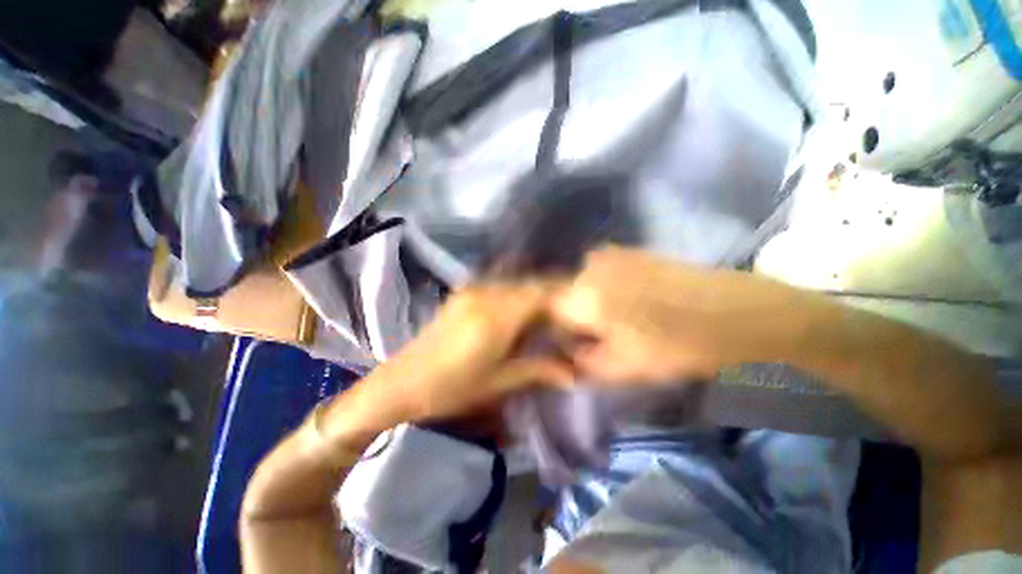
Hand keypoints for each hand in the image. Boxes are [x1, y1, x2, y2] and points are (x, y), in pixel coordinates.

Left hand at [370, 281, 573, 421]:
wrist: (401, 383)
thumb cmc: (451, 389)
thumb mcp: (499, 382)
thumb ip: (539, 370)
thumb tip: (576, 374)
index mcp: (495, 317)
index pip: (541, 295)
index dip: (565, 299)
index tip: (582, 312)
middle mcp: (485, 294)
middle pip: (531, 284)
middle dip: (554, 296)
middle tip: (571, 315)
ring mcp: (473, 290)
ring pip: (517, 282)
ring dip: (537, 294)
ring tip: (551, 315)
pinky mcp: (465, 293)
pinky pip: (501, 286)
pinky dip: (519, 295)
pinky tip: (523, 312)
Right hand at [549, 247, 814, 383]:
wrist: (734, 312)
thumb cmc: (675, 345)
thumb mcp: (622, 367)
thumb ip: (583, 364)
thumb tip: (568, 355)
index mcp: (583, 295)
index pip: (548, 313)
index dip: (559, 333)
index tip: (577, 347)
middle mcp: (589, 266)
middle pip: (566, 297)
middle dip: (576, 319)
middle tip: (602, 338)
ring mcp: (610, 253)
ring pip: (584, 285)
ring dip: (592, 304)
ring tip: (622, 320)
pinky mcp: (629, 251)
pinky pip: (602, 274)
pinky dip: (607, 290)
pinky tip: (634, 302)